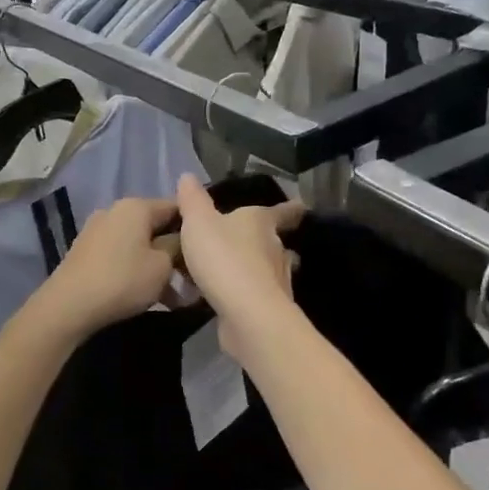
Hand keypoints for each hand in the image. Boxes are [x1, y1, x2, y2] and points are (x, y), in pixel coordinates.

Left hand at [29, 197, 183, 343]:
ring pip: (139, 245)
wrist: (68, 306)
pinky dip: (137, 271)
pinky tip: (149, 296)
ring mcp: (97, 231)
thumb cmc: (122, 280)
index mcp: (136, 206)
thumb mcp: (162, 266)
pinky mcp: (87, 252)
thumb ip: (179, 247)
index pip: (176, 207)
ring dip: (158, 267)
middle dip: (176, 253)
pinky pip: (122, 256)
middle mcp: (115, 211)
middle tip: (193, 279)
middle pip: (156, 227)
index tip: (208, 252)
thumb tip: (183, 241)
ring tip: (175, 297)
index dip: (196, 229)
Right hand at [175, 175, 302, 352]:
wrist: (246, 313)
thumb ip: (192, 200)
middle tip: (249, 241)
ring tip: (235, 271)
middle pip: (275, 241)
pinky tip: (227, 298)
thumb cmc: (224, 258)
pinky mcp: (268, 308)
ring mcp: (276, 280)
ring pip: (268, 269)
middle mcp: (275, 249)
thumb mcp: (198, 222)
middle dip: (264, 241)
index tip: (300, 206)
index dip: (290, 208)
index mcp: (261, 222)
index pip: (282, 211)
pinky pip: (255, 294)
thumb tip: (188, 176)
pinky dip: (245, 293)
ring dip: (255, 269)